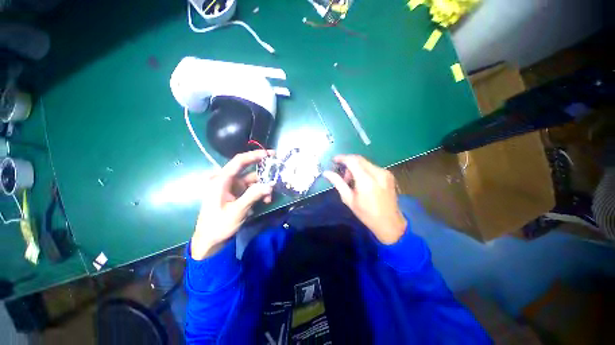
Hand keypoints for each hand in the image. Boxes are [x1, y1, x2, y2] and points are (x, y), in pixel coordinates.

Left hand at [191, 150, 272, 259]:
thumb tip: (270, 185)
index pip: (239, 161)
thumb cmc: (219, 226)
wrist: (209, 242)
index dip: (254, 155)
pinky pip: (251, 189)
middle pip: (247, 170)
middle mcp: (226, 181)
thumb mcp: (237, 211)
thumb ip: (253, 195)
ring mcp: (232, 188)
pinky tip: (265, 201)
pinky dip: (259, 193)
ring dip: (262, 187)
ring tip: (270, 197)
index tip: (269, 154)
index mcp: (221, 180)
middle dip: (263, 172)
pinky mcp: (236, 194)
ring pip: (252, 181)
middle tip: (277, 168)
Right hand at [323, 155, 406, 243]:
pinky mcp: (389, 174)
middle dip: (348, 163)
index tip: (334, 160)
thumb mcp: (349, 199)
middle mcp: (377, 173)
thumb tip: (326, 173)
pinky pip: (372, 167)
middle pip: (359, 159)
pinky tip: (362, 181)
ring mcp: (385, 173)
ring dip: (356, 167)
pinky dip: (364, 170)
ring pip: (365, 162)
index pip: (352, 161)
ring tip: (352, 181)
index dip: (342, 158)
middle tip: (343, 176)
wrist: (390, 223)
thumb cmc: (366, 214)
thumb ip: (338, 183)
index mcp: (366, 181)